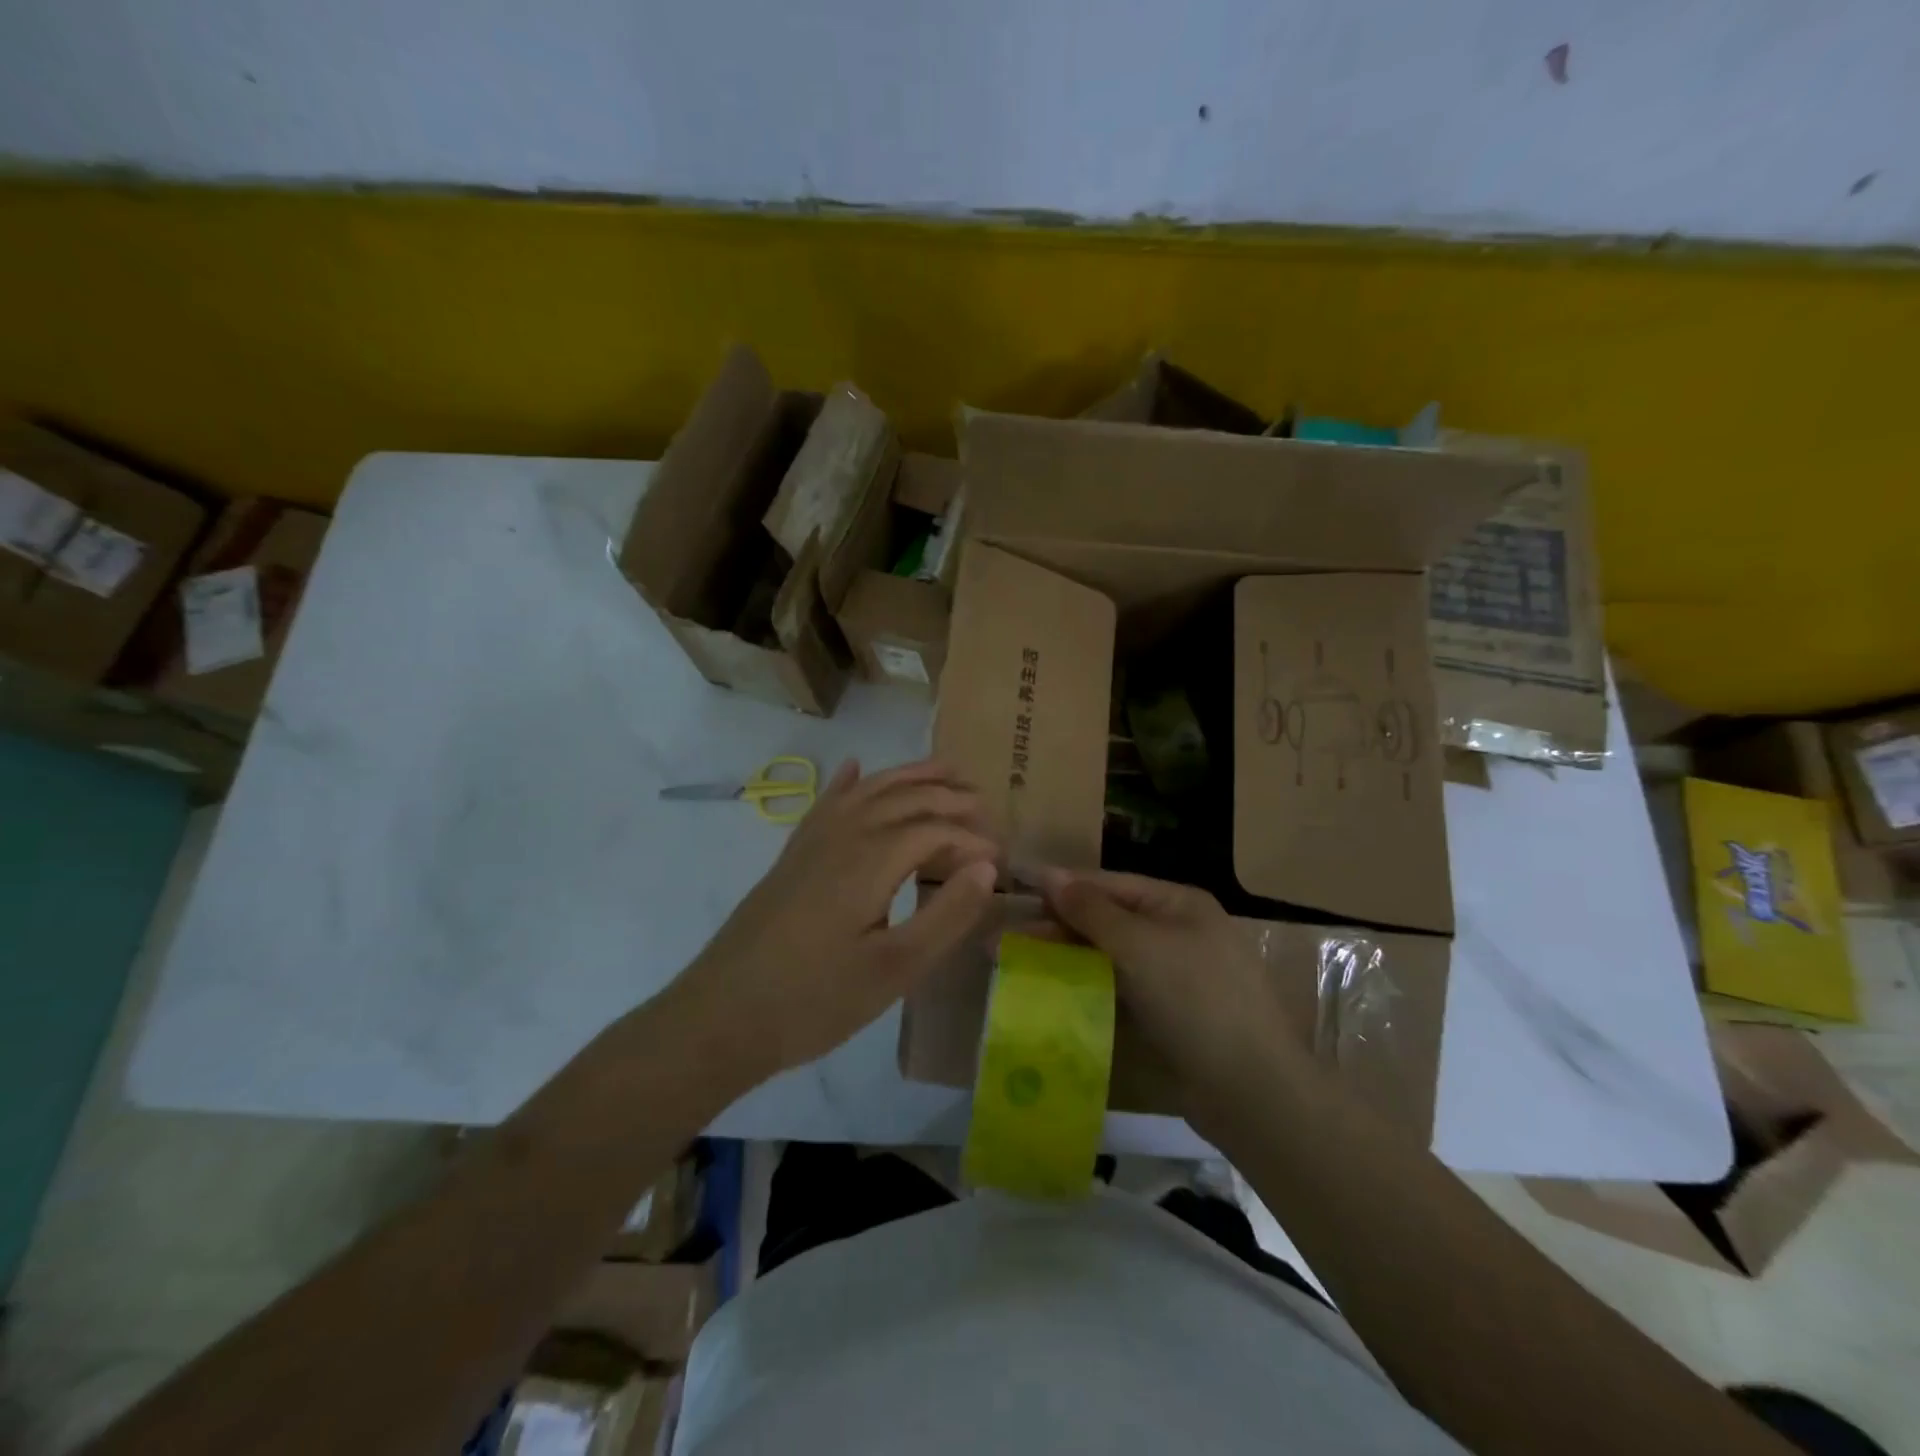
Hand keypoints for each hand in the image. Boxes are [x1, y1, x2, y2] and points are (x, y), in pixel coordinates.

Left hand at [667, 759, 999, 1081]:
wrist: (720, 1017)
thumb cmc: (814, 1001)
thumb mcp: (894, 970)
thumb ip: (947, 914)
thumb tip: (987, 867)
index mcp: (871, 859)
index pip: (935, 831)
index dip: (973, 841)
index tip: (1001, 862)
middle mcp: (842, 835)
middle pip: (904, 798)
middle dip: (949, 796)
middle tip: (986, 806)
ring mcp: (811, 842)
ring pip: (868, 791)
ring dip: (908, 776)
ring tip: (944, 769)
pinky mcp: (792, 857)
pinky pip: (827, 803)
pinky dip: (848, 782)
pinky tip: (855, 767)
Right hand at [1037, 868, 1299, 1113]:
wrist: (1251, 1091)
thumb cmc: (1196, 1000)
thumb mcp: (1140, 946)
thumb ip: (1091, 911)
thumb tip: (1050, 875)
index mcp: (1178, 904)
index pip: (1109, 884)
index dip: (1062, 887)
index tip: (1015, 891)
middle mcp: (1176, 931)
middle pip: (1106, 920)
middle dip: (1057, 928)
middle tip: (1004, 940)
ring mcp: (1173, 975)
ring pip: (1108, 956)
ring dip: (1065, 958)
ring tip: (1017, 964)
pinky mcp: (1166, 1014)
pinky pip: (1117, 988)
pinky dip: (1086, 986)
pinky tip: (1053, 992)